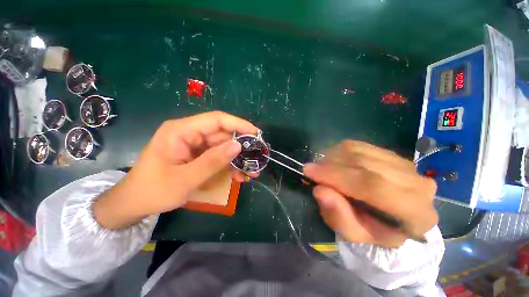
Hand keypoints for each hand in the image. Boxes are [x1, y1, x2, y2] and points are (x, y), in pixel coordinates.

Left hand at [93, 111, 258, 229]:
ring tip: (250, 172)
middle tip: (257, 159)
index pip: (216, 119)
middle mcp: (189, 133)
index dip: (238, 124)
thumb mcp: (185, 179)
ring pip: (223, 146)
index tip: (256, 134)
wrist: (135, 203)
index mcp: (181, 131)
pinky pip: (218, 155)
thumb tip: (238, 145)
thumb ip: (213, 161)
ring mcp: (194, 144)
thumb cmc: (154, 191)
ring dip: (237, 159)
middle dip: (241, 147)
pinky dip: (229, 164)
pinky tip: (238, 175)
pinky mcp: (198, 154)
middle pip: (222, 134)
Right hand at [303, 140, 437, 247]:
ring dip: (333, 157)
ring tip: (322, 168)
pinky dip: (339, 151)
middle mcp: (416, 183)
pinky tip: (333, 161)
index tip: (309, 171)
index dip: (337, 176)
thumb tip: (319, 190)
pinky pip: (358, 145)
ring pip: (359, 151)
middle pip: (364, 164)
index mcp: (415, 213)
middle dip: (330, 165)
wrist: (391, 217)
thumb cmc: (372, 230)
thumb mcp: (353, 234)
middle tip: (311, 169)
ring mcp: (405, 164)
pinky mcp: (391, 153)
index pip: (372, 186)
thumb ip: (338, 215)